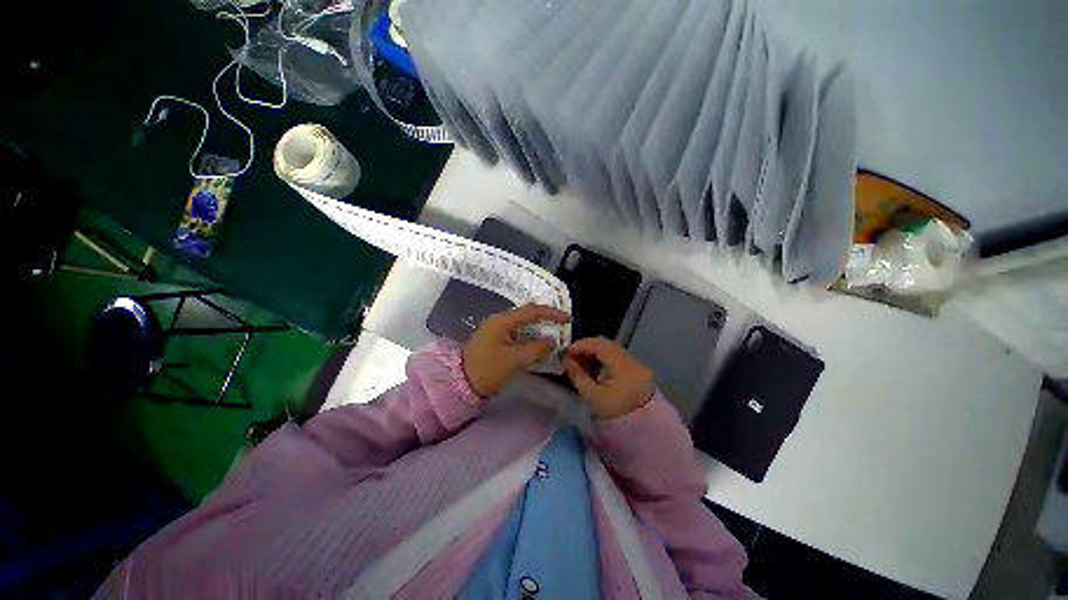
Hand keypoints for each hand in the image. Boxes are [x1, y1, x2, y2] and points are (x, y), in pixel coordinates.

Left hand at [463, 305, 569, 396]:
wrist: (461, 384)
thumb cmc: (488, 369)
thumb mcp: (516, 359)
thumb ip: (537, 348)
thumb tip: (553, 341)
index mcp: (502, 320)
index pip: (531, 311)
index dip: (551, 313)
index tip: (567, 319)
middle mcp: (499, 320)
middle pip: (527, 314)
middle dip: (545, 318)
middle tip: (562, 324)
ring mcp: (496, 330)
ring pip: (522, 324)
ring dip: (538, 328)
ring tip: (554, 333)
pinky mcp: (495, 339)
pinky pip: (517, 333)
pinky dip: (529, 337)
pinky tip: (538, 343)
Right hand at [564, 337, 654, 418]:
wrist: (642, 433)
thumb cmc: (615, 416)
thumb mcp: (593, 397)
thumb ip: (578, 376)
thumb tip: (566, 361)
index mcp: (624, 366)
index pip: (600, 346)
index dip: (581, 345)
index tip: (566, 352)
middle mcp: (633, 360)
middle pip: (607, 344)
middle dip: (587, 347)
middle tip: (571, 355)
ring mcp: (637, 365)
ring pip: (612, 349)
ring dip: (594, 352)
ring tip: (579, 361)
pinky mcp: (637, 370)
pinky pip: (617, 357)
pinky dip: (603, 358)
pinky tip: (593, 367)